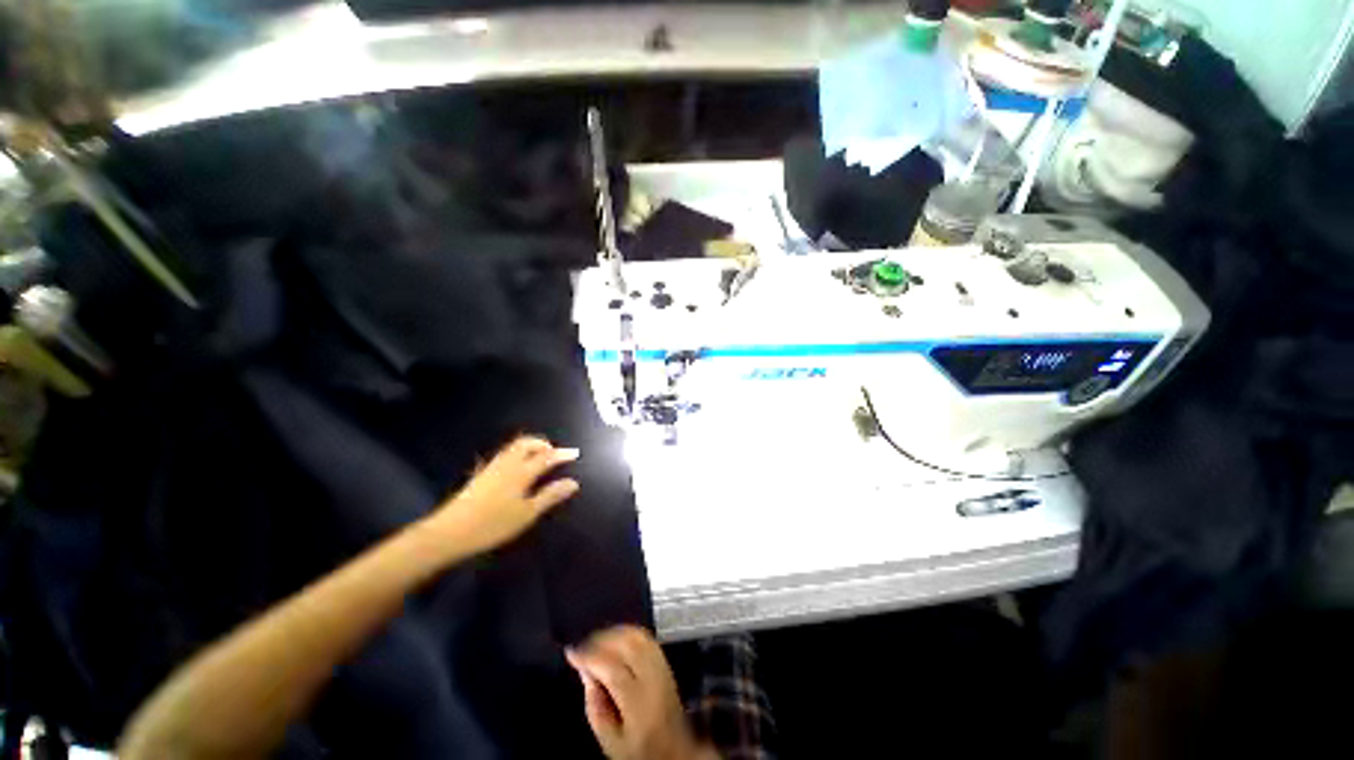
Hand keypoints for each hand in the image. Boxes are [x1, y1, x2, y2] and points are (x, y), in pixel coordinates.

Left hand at [434, 436, 579, 554]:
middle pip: (527, 443)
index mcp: (521, 471)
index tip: (574, 454)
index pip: (546, 457)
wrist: (449, 532)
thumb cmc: (493, 524)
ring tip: (539, 457)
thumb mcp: (527, 513)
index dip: (561, 454)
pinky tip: (517, 467)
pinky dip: (517, 453)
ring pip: (514, 447)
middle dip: (543, 444)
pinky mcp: (481, 474)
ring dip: (530, 447)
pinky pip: (505, 454)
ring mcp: (492, 467)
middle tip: (554, 453)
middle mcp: (508, 463)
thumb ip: (550, 496)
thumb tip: (573, 483)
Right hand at [566, 626, 716, 759]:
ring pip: (637, 636)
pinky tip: (613, 638)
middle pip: (627, 645)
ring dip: (613, 632)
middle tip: (581, 645)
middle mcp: (654, 679)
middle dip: (600, 640)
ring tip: (594, 641)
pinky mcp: (665, 660)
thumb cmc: (637, 749)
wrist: (674, 749)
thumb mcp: (610, 741)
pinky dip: (626, 632)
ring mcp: (663, 666)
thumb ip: (594, 705)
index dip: (590, 657)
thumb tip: (584, 669)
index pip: (613, 670)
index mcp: (640, 704)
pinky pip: (645, 637)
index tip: (571, 652)